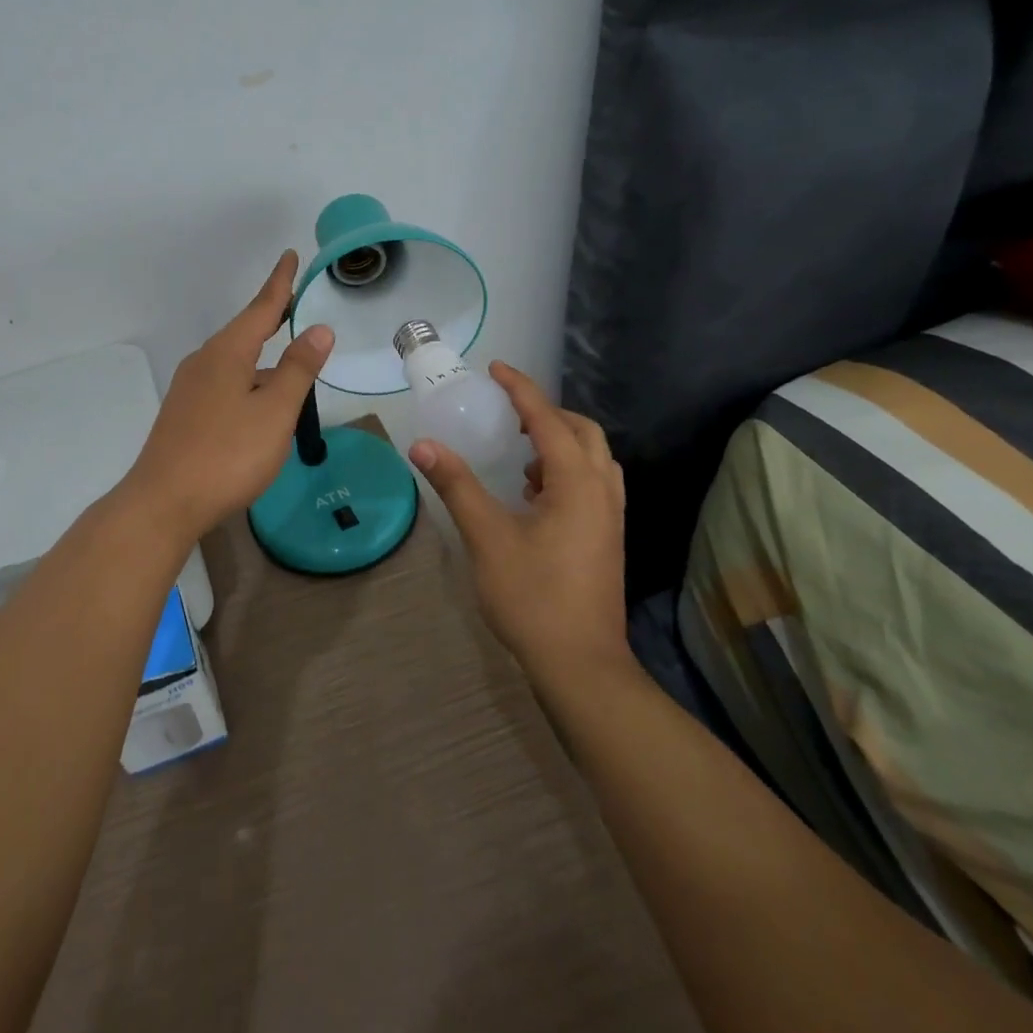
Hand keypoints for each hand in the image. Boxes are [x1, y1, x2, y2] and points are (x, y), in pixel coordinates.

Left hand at [120, 250, 332, 540]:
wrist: (164, 503)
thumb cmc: (227, 454)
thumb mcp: (274, 412)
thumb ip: (298, 369)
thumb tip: (319, 329)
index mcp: (227, 353)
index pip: (261, 308)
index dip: (280, 283)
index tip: (290, 256)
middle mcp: (204, 362)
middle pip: (245, 332)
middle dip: (271, 317)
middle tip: (294, 300)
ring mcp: (191, 390)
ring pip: (235, 362)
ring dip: (263, 357)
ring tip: (290, 361)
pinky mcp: (186, 415)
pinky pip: (225, 384)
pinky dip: (249, 381)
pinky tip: (260, 404)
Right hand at [408, 362, 627, 690]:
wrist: (581, 665)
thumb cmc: (533, 597)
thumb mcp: (487, 537)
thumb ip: (456, 486)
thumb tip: (423, 445)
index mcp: (576, 483)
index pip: (548, 419)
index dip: (521, 389)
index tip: (496, 368)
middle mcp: (602, 491)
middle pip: (582, 431)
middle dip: (547, 412)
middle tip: (509, 410)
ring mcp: (610, 516)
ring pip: (593, 458)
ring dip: (559, 441)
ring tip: (520, 451)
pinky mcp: (607, 537)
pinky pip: (592, 482)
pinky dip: (565, 469)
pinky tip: (533, 494)